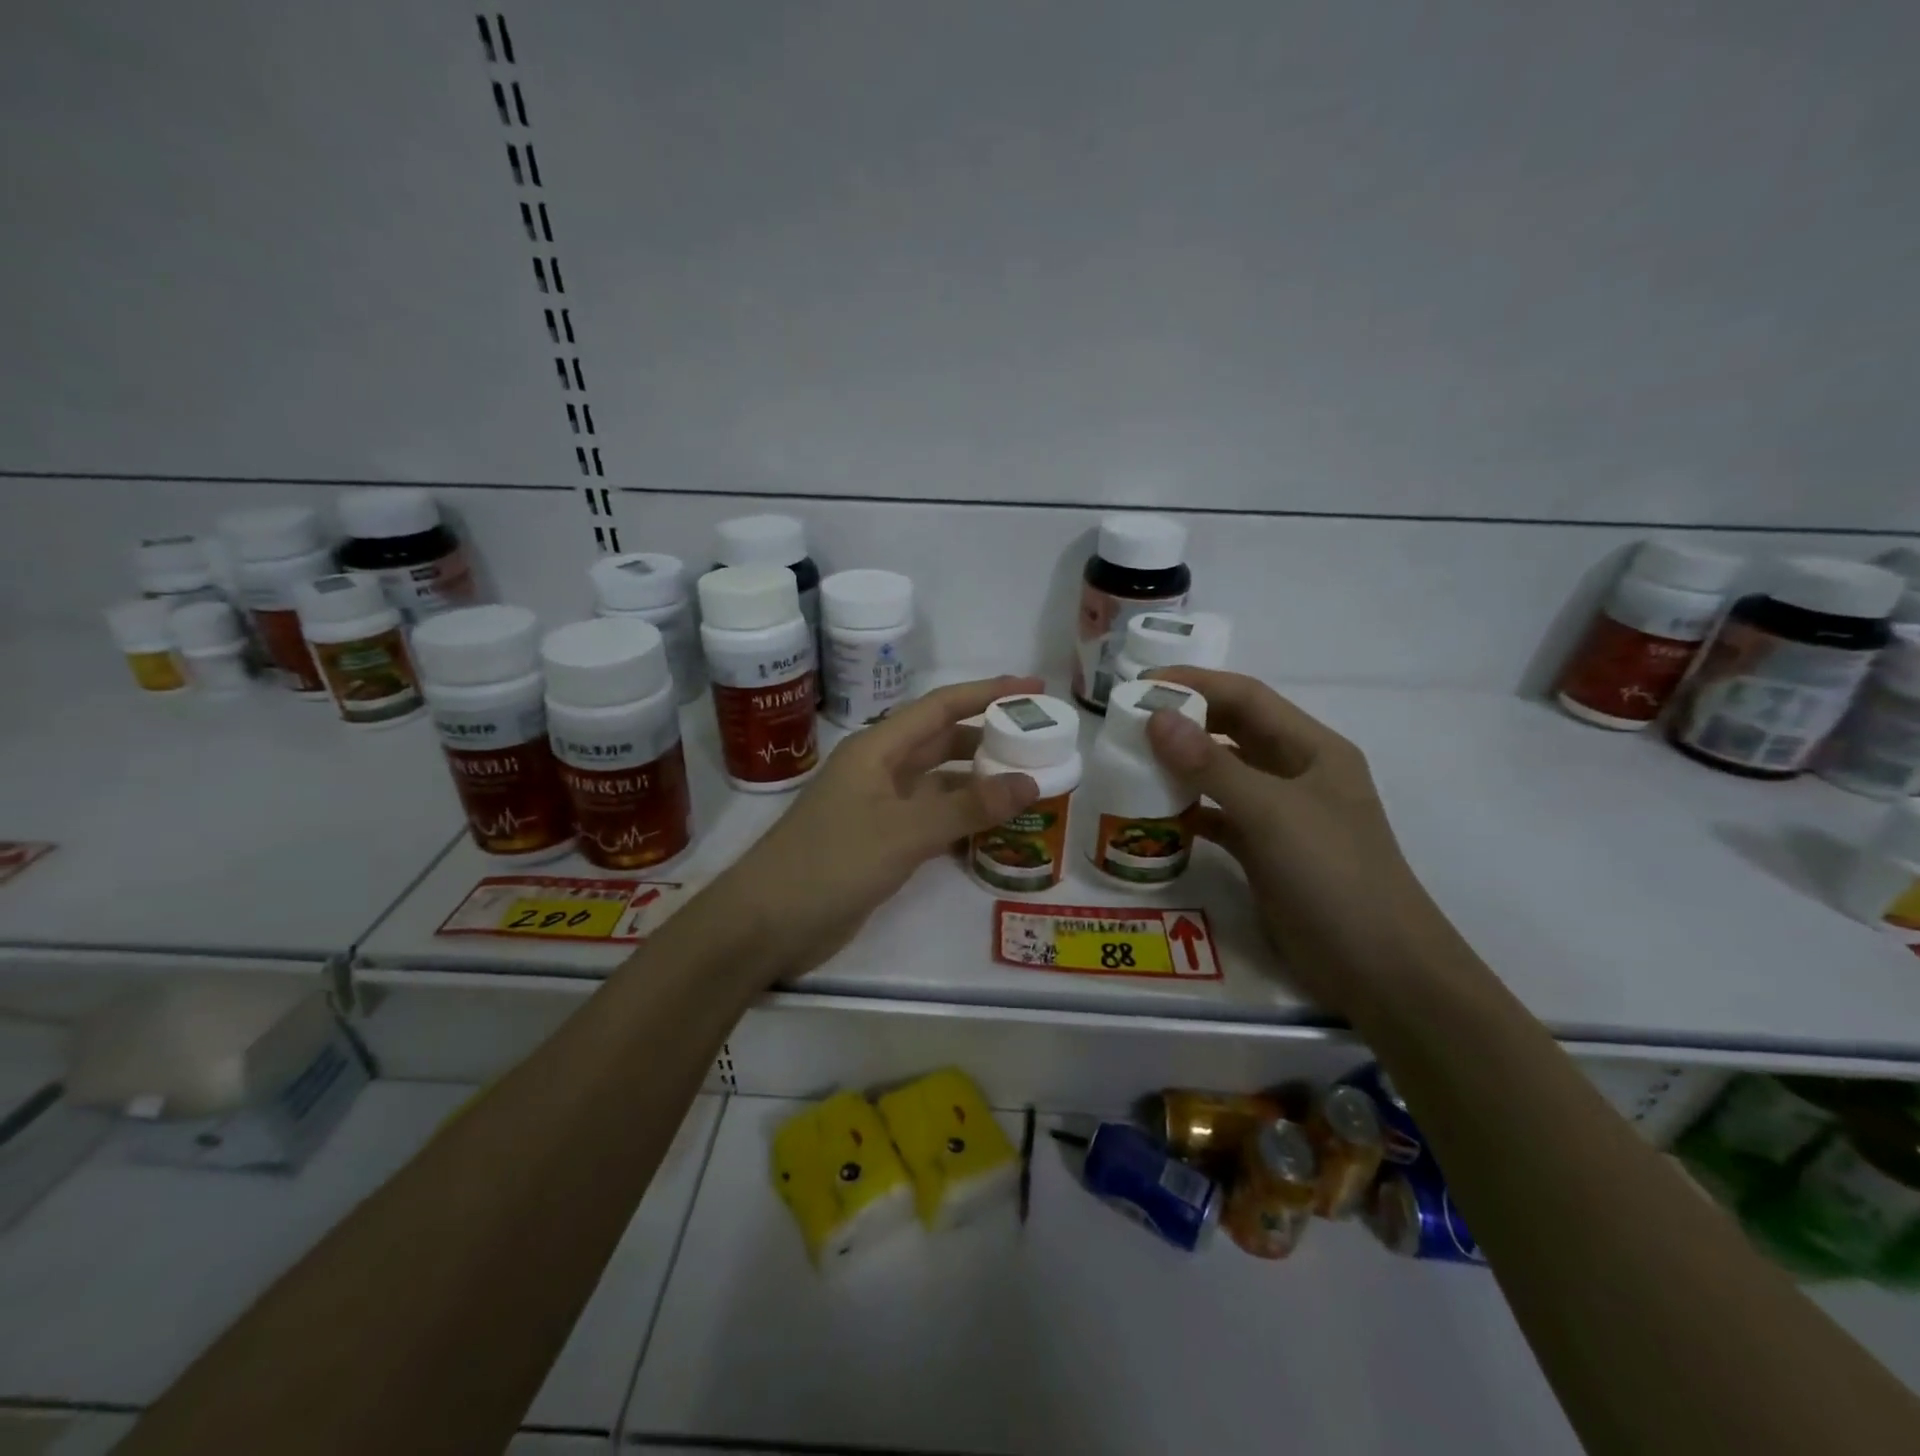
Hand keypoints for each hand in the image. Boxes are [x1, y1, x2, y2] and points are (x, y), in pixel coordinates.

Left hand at [714, 675, 1043, 981]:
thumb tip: (1030, 782)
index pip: (941, 707)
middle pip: (942, 742)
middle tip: (1041, 742)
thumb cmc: (831, 863)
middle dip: (989, 737)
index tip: (1035, 688)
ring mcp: (879, 808)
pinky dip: (962, 819)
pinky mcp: (880, 843)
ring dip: (979, 782)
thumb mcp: (904, 831)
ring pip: (939, 783)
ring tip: (1030, 783)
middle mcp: (880, 770)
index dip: (988, 693)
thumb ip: (967, 807)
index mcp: (878, 749)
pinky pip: (931, 819)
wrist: (767, 923)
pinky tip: (994, 829)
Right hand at [1144, 668, 1455, 1016]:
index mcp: (1312, 749)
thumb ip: (1211, 765)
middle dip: (1185, 722)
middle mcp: (1297, 774)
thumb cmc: (1332, 875)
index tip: (1141, 686)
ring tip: (1134, 763)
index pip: (1247, 698)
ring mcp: (1283, 816)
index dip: (1195, 683)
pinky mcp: (1267, 853)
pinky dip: (1191, 812)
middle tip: (1129, 723)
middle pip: (1233, 732)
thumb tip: (1155, 718)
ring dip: (1183, 767)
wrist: (1378, 969)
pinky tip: (1159, 815)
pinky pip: (1220, 818)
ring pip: (1224, 776)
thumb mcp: (1271, 813)